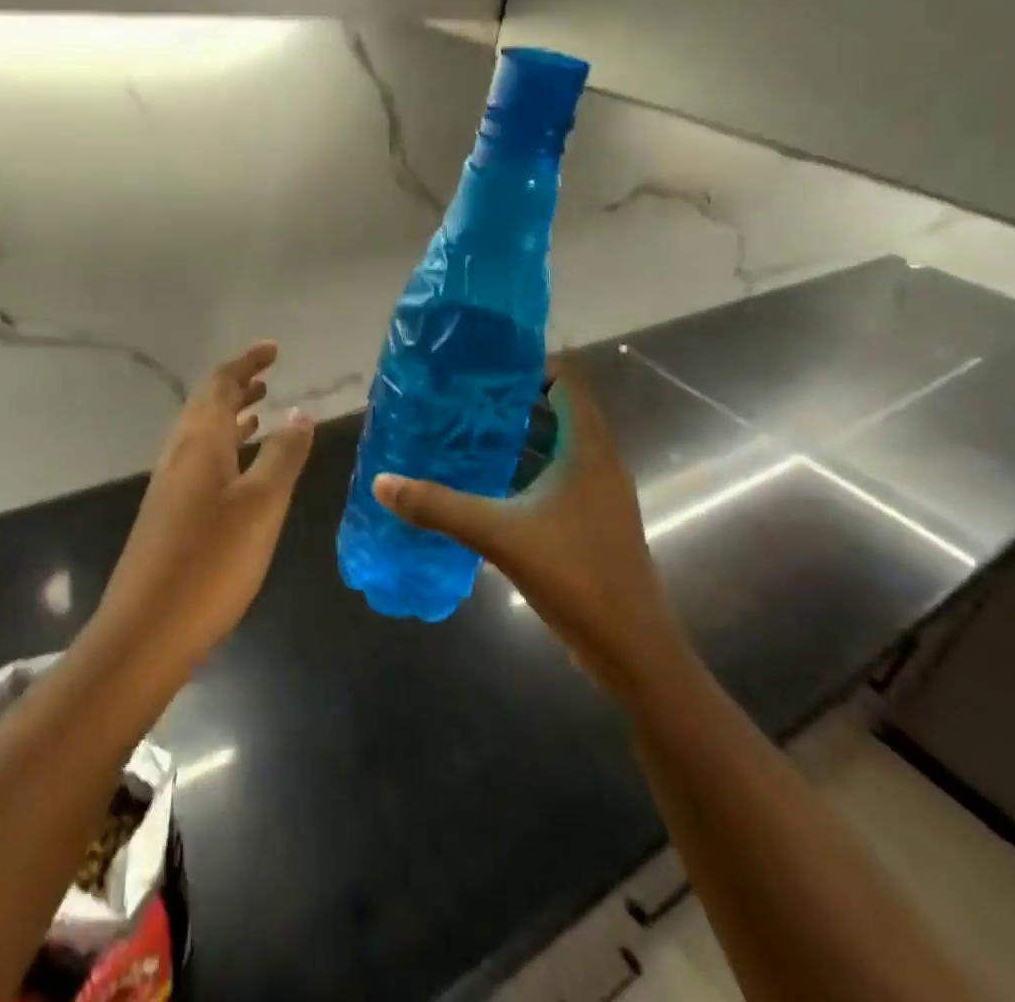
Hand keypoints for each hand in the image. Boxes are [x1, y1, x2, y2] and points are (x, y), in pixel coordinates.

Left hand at [90, 341, 314, 678]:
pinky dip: (223, 448)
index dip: (246, 362)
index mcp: (199, 441)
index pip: (220, 383)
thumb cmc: (212, 561)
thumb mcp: (262, 504)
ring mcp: (170, 484)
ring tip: (260, 411)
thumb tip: (300, 412)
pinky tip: (239, 468)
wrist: (147, 629)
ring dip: (230, 416)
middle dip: (237, 385)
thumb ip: (283, 455)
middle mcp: (179, 453)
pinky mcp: (169, 513)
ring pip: (202, 433)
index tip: (273, 349)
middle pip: (206, 404)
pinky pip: (199, 460)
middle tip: (269, 376)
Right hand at [373, 358, 685, 701]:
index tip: (481, 364)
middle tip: (459, 395)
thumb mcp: (499, 535)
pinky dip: (521, 468)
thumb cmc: (576, 576)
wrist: (633, 649)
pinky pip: (552, 475)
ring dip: (514, 434)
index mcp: (588, 448)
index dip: (527, 364)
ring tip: (462, 428)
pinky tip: (482, 480)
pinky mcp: (589, 519)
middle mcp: (597, 460)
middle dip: (509, 398)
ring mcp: (595, 492)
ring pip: (553, 444)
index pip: (565, 380)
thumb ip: (439, 506)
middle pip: (556, 408)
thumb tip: (382, 482)